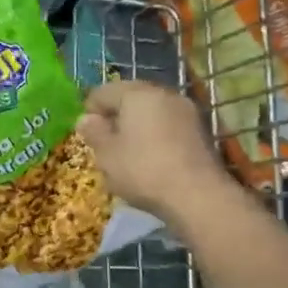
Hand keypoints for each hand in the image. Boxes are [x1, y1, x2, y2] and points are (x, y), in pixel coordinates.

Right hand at [77, 80, 234, 219]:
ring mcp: (186, 110)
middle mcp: (163, 93)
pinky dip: (155, 135)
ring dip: (137, 125)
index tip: (86, 134)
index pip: (102, 92)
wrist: (198, 196)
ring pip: (151, 111)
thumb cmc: (143, 170)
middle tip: (105, 142)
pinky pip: (168, 125)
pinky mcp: (200, 130)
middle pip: (129, 97)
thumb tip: (86, 119)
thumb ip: (93, 132)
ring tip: (128, 152)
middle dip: (115, 116)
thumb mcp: (106, 154)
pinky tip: (151, 157)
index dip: (90, 111)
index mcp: (136, 93)